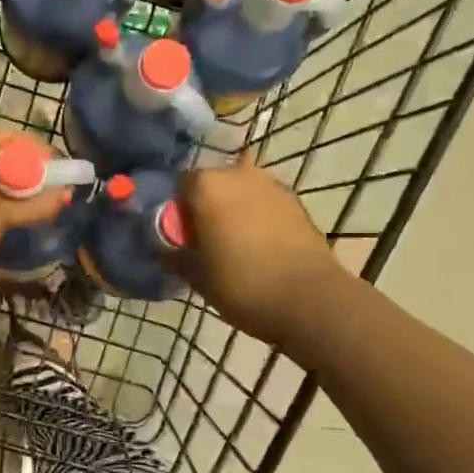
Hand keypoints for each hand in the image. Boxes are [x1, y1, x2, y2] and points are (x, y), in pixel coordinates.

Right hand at [174, 161, 345, 347]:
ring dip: (234, 210)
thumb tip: (164, 249)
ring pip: (241, 192)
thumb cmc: (242, 284)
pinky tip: (260, 247)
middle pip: (212, 184)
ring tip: (235, 245)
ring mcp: (271, 184)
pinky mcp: (296, 201)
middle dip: (206, 207)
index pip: (179, 186)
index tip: (181, 239)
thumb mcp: (196, 276)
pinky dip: (258, 217)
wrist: (309, 299)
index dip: (177, 212)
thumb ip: (173, 256)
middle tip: (206, 243)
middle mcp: (238, 173)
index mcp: (206, 185)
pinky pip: (265, 203)